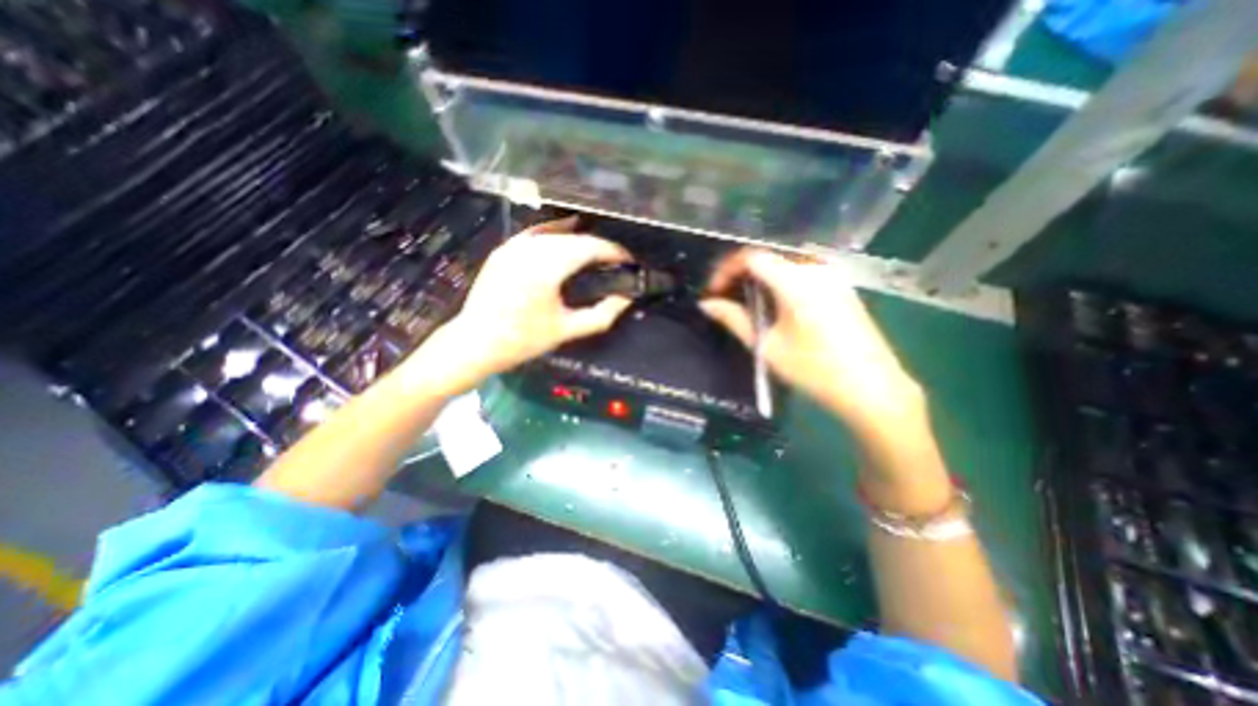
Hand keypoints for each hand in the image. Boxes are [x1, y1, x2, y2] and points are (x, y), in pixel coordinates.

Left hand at [417, 216, 634, 391]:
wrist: (475, 342)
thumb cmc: (522, 340)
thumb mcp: (566, 330)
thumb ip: (601, 315)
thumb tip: (625, 300)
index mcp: (546, 269)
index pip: (588, 248)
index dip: (612, 251)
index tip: (628, 260)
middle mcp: (530, 250)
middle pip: (574, 239)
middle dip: (599, 247)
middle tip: (616, 262)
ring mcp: (514, 246)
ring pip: (556, 234)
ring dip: (580, 240)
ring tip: (598, 253)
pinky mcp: (504, 249)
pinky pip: (535, 233)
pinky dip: (554, 231)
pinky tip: (568, 229)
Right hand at [699, 249, 921, 435]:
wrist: (872, 388)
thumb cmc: (814, 370)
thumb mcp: (767, 346)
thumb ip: (734, 319)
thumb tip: (707, 304)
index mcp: (796, 281)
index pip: (751, 257)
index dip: (725, 270)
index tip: (714, 293)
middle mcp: (815, 269)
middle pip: (767, 260)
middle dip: (740, 277)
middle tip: (725, 301)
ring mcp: (832, 277)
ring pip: (783, 268)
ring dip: (759, 282)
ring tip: (745, 307)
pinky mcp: (841, 288)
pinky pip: (800, 277)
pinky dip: (778, 286)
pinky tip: (774, 309)